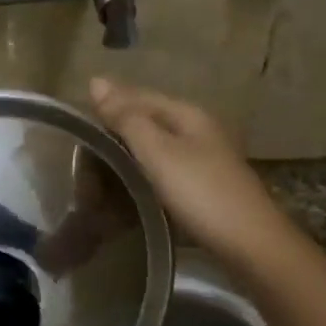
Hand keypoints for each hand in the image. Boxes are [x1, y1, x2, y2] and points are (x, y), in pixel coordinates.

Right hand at [88, 78, 282, 256]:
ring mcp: (202, 159)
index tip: (75, 124)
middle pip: (146, 121)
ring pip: (153, 146)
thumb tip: (96, 80)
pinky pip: (161, 169)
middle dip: (114, 131)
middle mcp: (197, 130)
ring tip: (96, 171)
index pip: (138, 97)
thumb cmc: (200, 192)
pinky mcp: (202, 186)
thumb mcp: (158, 151)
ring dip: (125, 155)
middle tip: (81, 153)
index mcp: (187, 114)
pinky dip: (140, 174)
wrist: (250, 244)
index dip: (107, 105)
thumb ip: (126, 118)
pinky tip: (125, 188)